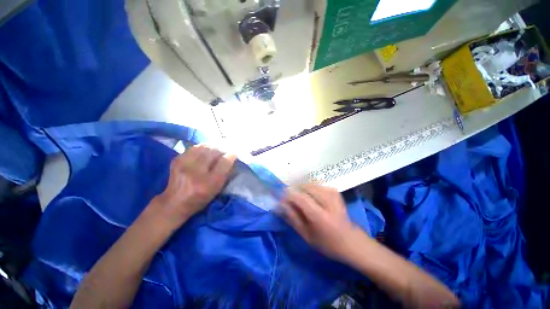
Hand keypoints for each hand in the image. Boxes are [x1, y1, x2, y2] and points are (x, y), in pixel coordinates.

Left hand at [151, 145, 236, 229]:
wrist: (174, 202)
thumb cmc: (200, 198)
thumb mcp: (217, 189)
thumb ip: (226, 173)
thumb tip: (232, 157)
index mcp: (207, 183)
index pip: (223, 163)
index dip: (231, 156)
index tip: (234, 155)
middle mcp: (195, 172)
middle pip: (213, 152)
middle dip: (221, 150)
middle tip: (223, 153)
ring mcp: (184, 164)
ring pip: (203, 147)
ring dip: (212, 148)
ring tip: (214, 151)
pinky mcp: (177, 160)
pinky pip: (194, 148)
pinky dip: (202, 148)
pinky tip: (203, 153)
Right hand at [281, 184, 363, 261]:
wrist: (351, 241)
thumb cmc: (327, 243)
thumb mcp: (306, 235)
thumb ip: (292, 218)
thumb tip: (280, 204)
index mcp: (320, 216)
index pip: (300, 198)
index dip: (289, 195)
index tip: (281, 197)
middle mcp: (327, 202)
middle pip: (306, 187)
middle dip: (294, 190)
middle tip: (289, 197)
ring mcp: (333, 195)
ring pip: (311, 184)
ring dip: (301, 188)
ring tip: (298, 197)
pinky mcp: (335, 192)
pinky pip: (317, 185)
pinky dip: (310, 188)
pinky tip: (309, 195)